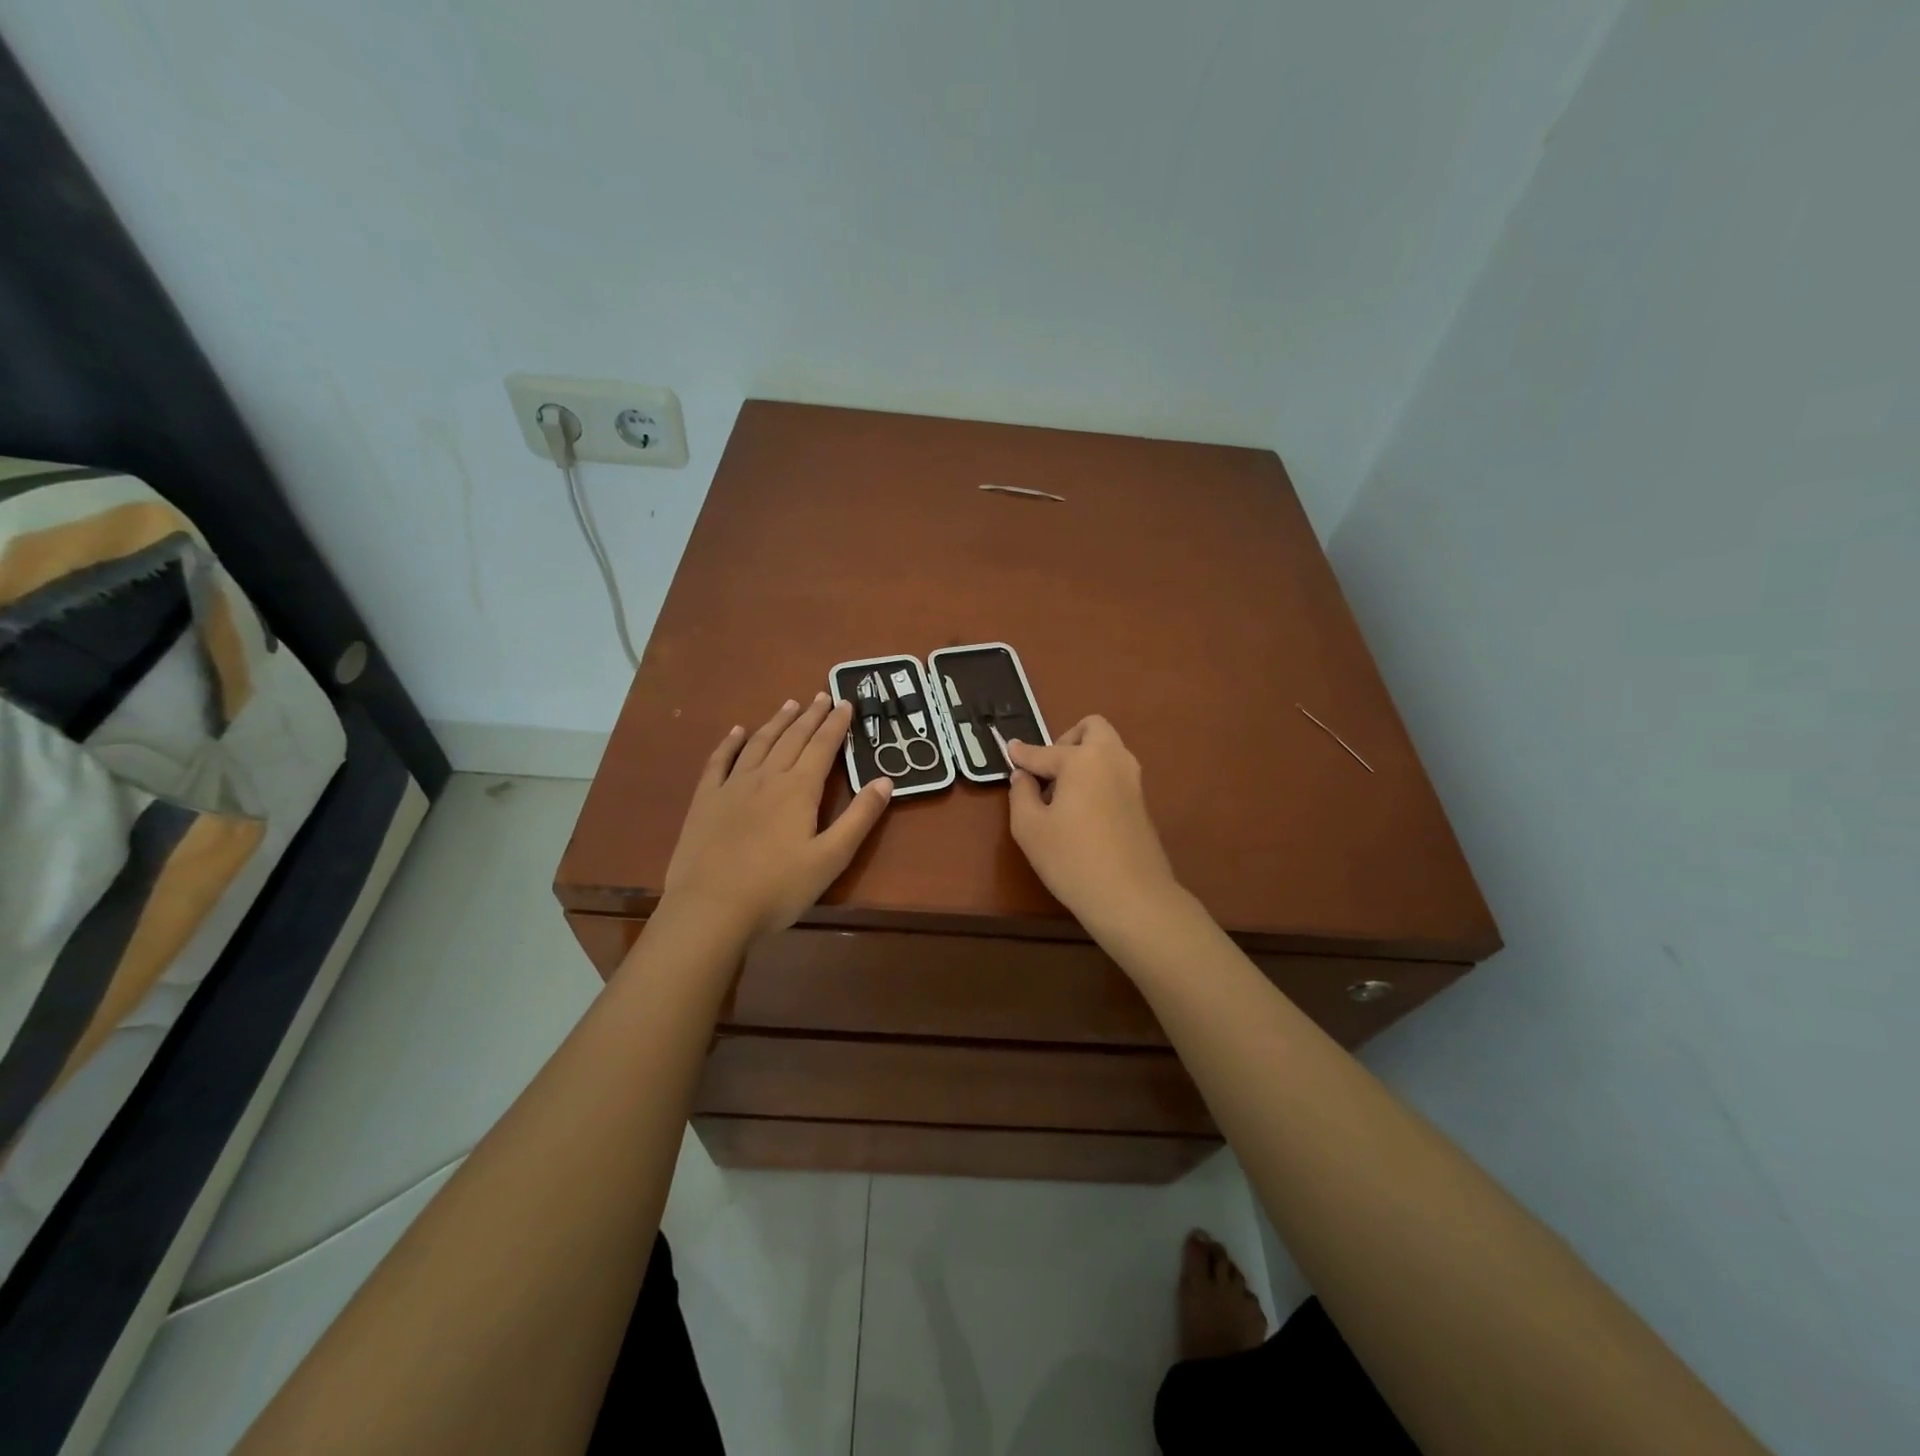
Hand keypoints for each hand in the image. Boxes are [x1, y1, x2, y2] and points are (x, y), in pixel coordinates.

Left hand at [663, 694, 892, 940]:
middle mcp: (767, 777)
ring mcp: (732, 786)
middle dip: (811, 716)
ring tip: (790, 704)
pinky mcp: (706, 801)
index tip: (846, 703)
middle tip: (822, 695)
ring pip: (759, 743)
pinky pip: (720, 761)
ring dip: (777, 722)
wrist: (710, 909)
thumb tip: (886, 780)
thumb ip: (859, 818)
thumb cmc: (778, 888)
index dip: (836, 724)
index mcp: (799, 789)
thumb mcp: (831, 858)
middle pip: (793, 738)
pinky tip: (738, 732)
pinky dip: (731, 743)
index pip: (823, 747)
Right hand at [1005, 716, 1182, 933]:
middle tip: (1048, 770)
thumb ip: (1021, 794)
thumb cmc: (1072, 859)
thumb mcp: (1029, 828)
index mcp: (1083, 759)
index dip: (1022, 753)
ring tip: (1061, 794)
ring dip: (1084, 758)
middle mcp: (1112, 759)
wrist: (1132, 897)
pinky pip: (1115, 773)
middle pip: (1092, 729)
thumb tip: (1023, 776)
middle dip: (1066, 740)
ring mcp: (1133, 780)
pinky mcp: (1142, 803)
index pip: (1044, 751)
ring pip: (1107, 750)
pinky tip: (1081, 811)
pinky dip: (1097, 778)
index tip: (1009, 750)